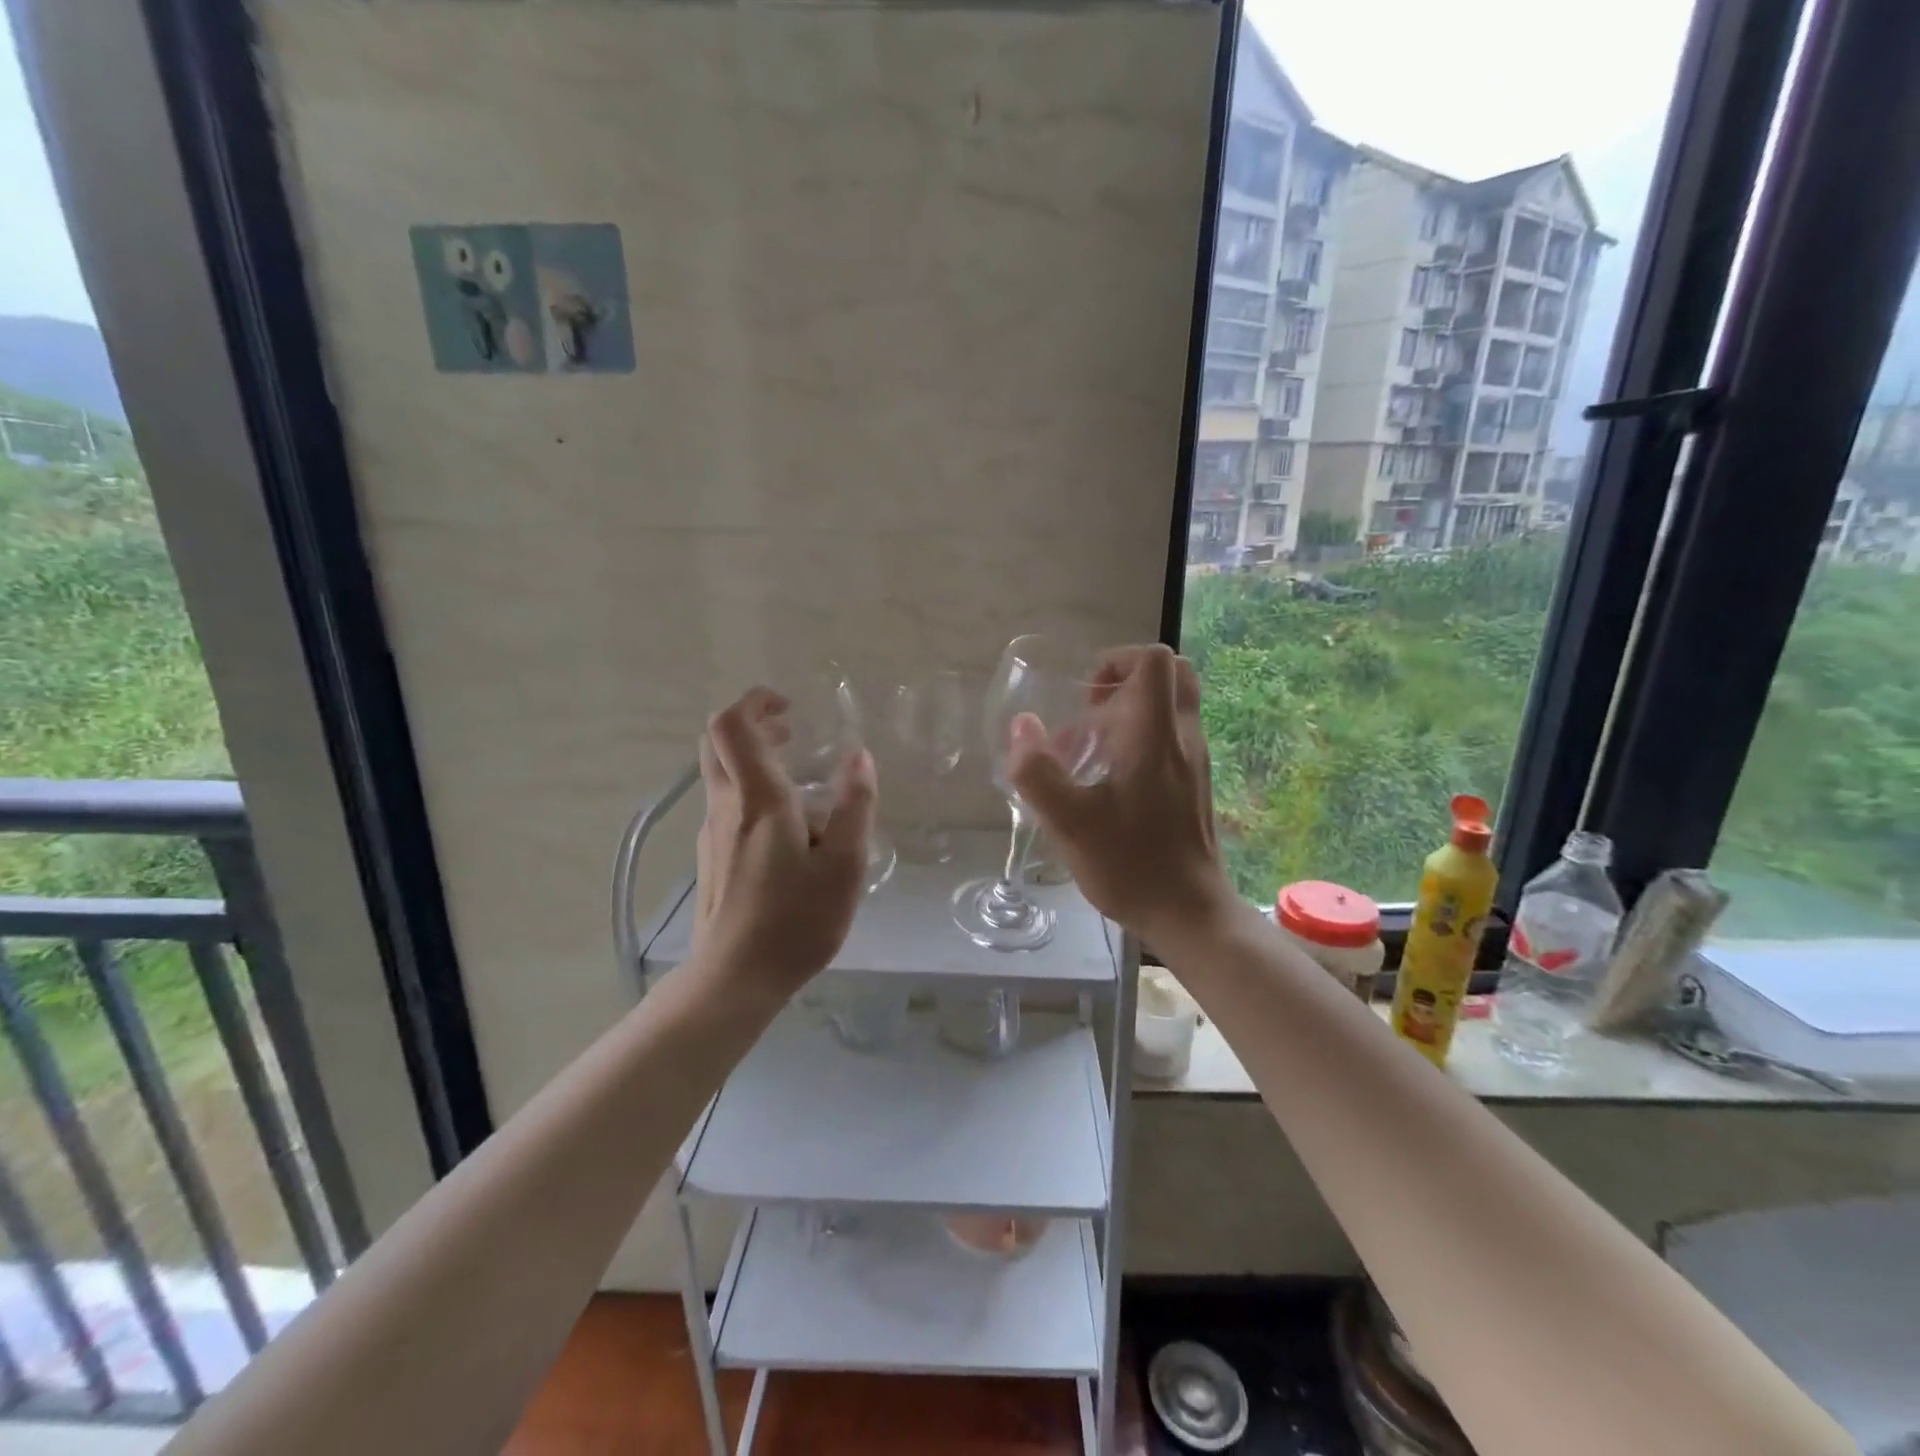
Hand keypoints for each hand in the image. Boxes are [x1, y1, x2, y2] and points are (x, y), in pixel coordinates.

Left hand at [693, 687, 876, 998]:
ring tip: (799, 774)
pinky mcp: (712, 858)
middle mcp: (726, 807)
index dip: (754, 702)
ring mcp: (712, 834)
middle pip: (718, 744)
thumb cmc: (796, 921)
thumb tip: (859, 756)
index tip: (789, 707)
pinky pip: (727, 805)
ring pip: (721, 774)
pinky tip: (787, 824)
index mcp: (758, 800)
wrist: (735, 980)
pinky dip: (752, 790)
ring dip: (754, 758)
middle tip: (792, 731)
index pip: (732, 726)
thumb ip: (854, 806)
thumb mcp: (844, 865)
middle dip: (752, 725)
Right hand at [1007, 644, 1234, 947]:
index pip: (1154, 660)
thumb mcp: (1069, 822)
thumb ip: (1037, 772)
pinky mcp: (1194, 784)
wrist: (1190, 913)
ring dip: (1129, 713)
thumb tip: (1022, 726)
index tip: (1085, 693)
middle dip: (1126, 681)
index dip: (1116, 659)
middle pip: (1171, 676)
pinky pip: (1170, 738)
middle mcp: (1183, 738)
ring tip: (1088, 752)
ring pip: (1170, 708)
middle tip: (1090, 713)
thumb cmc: (1130, 864)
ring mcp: (1194, 762)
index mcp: (1156, 736)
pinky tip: (1107, 781)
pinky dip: (1140, 740)